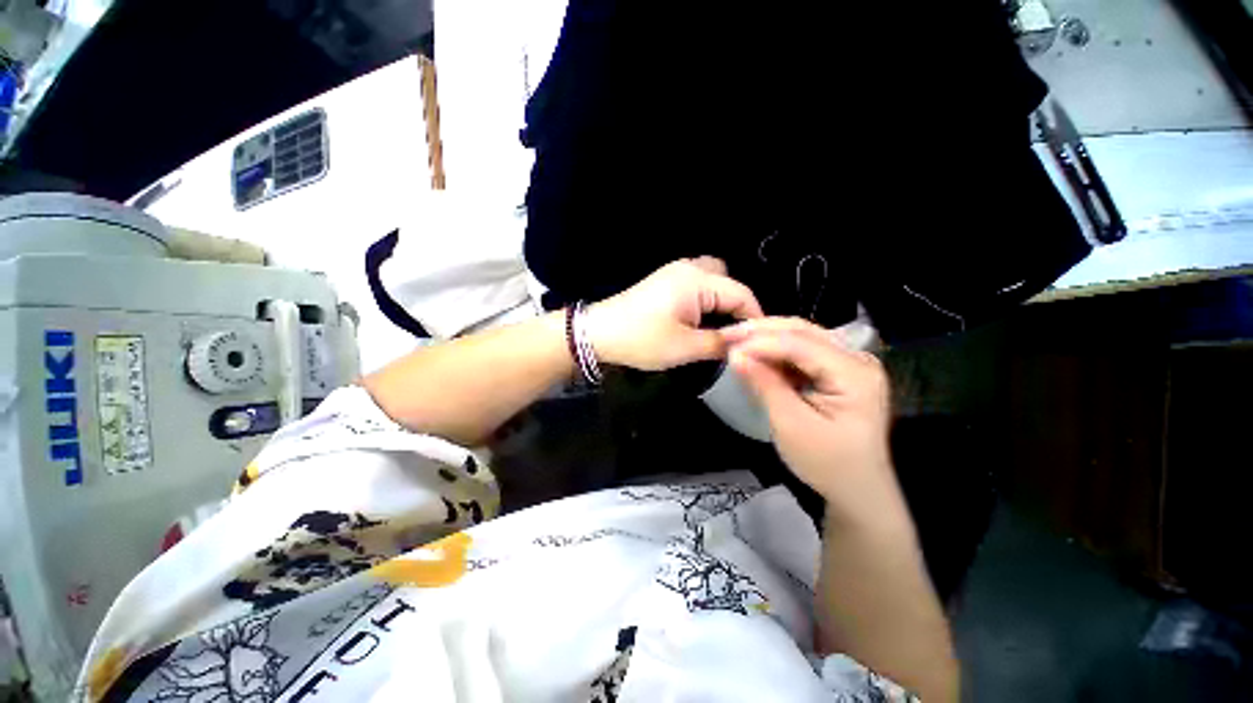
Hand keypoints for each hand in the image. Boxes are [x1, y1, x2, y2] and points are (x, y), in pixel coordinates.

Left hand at [585, 257, 763, 370]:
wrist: (599, 333)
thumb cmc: (642, 340)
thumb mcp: (685, 347)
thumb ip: (720, 343)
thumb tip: (744, 343)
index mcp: (697, 281)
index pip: (741, 294)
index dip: (754, 317)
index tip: (759, 341)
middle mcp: (689, 268)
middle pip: (728, 280)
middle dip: (737, 305)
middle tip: (736, 333)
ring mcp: (674, 272)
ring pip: (712, 280)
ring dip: (720, 300)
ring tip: (719, 326)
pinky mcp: (664, 280)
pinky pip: (696, 283)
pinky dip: (705, 298)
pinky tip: (700, 318)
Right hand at [722, 318, 905, 527]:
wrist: (856, 489)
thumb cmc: (827, 463)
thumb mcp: (790, 425)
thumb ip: (764, 384)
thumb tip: (735, 354)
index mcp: (854, 373)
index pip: (800, 344)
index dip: (761, 341)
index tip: (727, 344)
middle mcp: (857, 358)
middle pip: (803, 331)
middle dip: (762, 331)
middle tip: (727, 335)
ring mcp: (849, 363)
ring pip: (801, 337)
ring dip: (767, 338)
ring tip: (736, 342)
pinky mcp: (838, 370)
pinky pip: (803, 352)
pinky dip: (776, 352)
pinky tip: (756, 355)